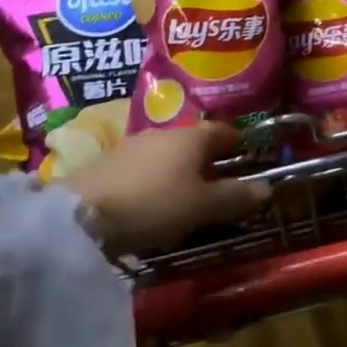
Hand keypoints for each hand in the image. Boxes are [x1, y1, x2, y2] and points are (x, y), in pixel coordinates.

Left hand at [58, 123, 269, 257]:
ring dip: (179, 171)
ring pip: (167, 155)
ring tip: (185, 197)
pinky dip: (154, 180)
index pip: (225, 131)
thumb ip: (236, 197)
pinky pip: (143, 168)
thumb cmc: (155, 204)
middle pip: (195, 142)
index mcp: (193, 137)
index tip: (247, 158)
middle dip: (208, 160)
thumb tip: (267, 188)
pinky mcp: (107, 164)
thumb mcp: (203, 207)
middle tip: (219, 184)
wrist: (79, 215)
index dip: (238, 143)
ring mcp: (133, 146)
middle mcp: (165, 133)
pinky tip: (151, 203)